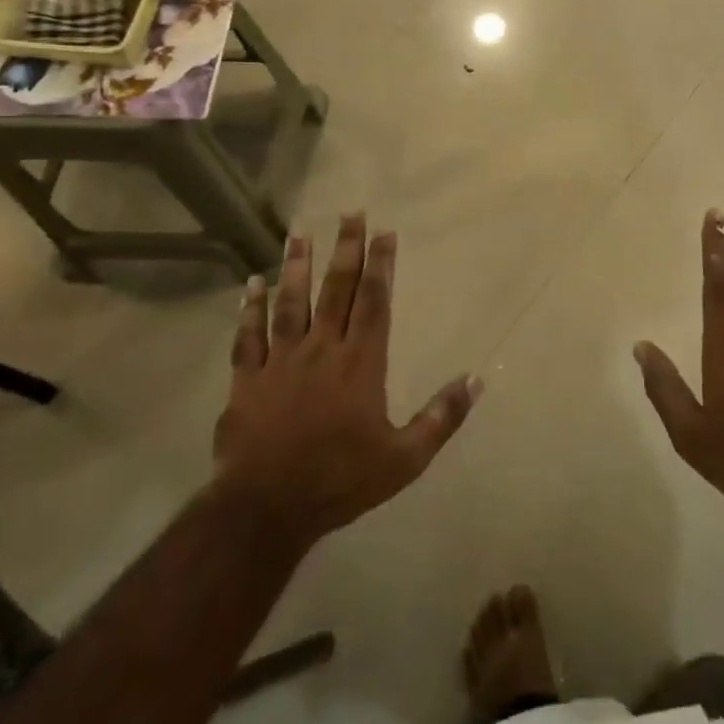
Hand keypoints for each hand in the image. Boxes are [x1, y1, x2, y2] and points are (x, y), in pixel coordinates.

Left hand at [214, 214, 480, 547]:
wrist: (265, 510)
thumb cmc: (340, 480)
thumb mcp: (404, 458)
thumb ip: (441, 417)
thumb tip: (476, 380)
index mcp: (360, 363)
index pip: (374, 302)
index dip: (381, 265)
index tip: (384, 233)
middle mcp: (322, 350)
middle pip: (336, 290)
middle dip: (346, 250)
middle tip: (350, 214)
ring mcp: (280, 362)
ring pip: (290, 303)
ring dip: (296, 266)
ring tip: (300, 233)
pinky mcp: (247, 380)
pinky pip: (248, 336)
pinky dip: (249, 309)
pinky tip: (251, 283)